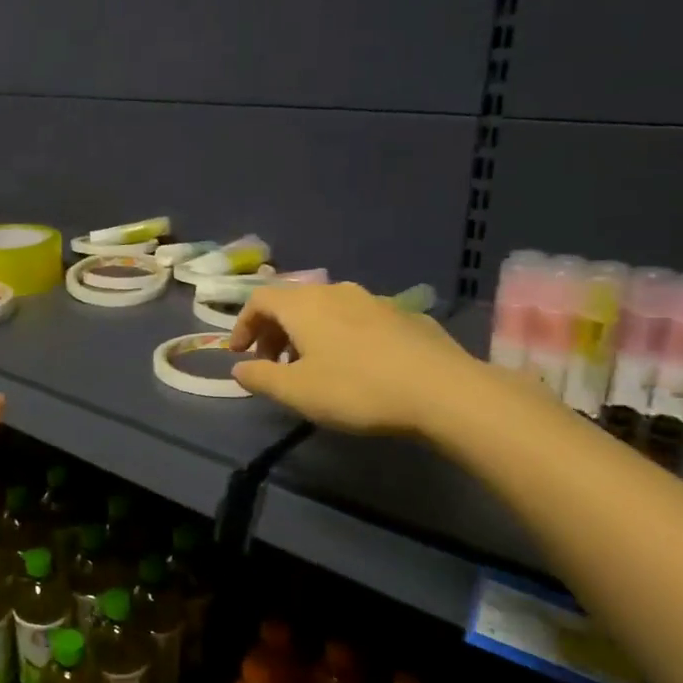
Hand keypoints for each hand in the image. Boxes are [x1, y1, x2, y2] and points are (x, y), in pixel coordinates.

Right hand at [227, 281, 480, 435]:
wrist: (442, 391)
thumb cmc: (357, 388)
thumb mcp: (296, 391)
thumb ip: (260, 377)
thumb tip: (239, 368)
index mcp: (304, 304)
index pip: (259, 299)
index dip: (243, 325)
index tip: (239, 354)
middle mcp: (336, 291)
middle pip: (292, 302)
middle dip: (274, 332)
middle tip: (274, 365)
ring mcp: (374, 300)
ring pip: (326, 309)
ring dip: (308, 334)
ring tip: (313, 368)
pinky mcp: (404, 315)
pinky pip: (358, 319)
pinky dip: (341, 336)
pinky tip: (357, 367)